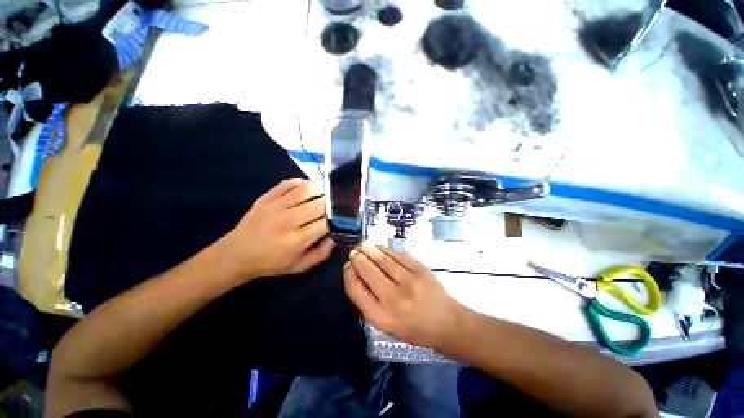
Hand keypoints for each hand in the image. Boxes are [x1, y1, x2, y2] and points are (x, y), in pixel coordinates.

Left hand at [219, 178, 335, 281]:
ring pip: (306, 189)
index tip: (342, 218)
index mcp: (298, 240)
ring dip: (319, 190)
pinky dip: (301, 183)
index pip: (326, 222)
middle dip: (331, 204)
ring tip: (323, 195)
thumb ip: (320, 254)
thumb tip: (336, 237)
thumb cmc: (270, 263)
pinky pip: (289, 183)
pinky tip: (306, 189)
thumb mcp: (298, 266)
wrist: (239, 253)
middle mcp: (289, 220)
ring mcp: (277, 206)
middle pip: (319, 203)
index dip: (338, 218)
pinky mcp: (267, 197)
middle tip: (335, 206)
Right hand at [343, 242, 466, 350]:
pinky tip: (381, 248)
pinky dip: (388, 250)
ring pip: (383, 261)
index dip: (348, 275)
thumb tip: (357, 278)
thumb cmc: (414, 330)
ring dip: (370, 250)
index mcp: (380, 316)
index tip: (348, 268)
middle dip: (358, 259)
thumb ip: (369, 305)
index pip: (356, 290)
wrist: (447, 324)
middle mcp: (392, 299)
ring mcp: (409, 283)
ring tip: (363, 246)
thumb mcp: (385, 326)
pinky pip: (400, 257)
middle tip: (354, 253)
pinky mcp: (422, 272)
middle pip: (367, 272)